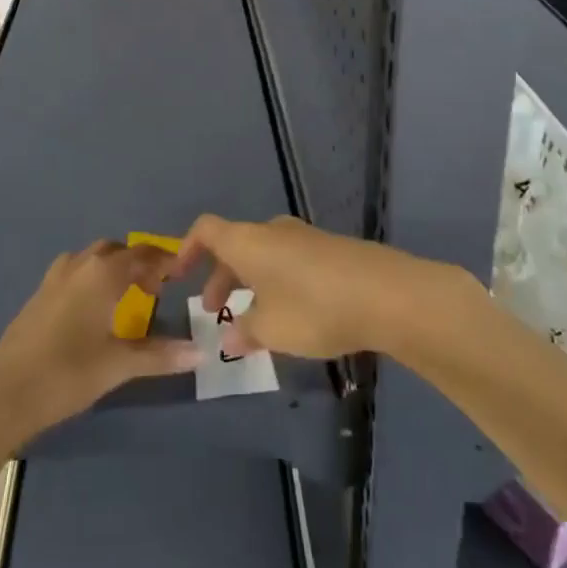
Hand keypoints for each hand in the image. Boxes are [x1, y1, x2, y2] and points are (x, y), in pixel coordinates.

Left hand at [0, 241, 201, 441]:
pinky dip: (91, 278)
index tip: (181, 273)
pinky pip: (74, 272)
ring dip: (112, 267)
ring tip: (125, 295)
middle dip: (138, 262)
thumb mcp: (118, 365)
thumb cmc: (67, 374)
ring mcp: (55, 277)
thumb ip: (160, 355)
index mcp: (103, 273)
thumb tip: (201, 352)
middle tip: (155, 288)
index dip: (164, 261)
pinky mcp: (38, 294)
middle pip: (116, 250)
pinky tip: (92, 309)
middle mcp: (80, 265)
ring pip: (91, 258)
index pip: (143, 254)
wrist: (4, 394)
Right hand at [170, 214, 472, 360]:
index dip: (188, 248)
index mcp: (248, 241)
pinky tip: (293, 315)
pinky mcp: (330, 250)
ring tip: (255, 321)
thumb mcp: (271, 329)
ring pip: (264, 254)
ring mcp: (304, 238)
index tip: (179, 276)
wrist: (386, 293)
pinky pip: (290, 261)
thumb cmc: (314, 308)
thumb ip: (246, 332)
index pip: (206, 229)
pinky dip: (278, 282)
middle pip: (235, 245)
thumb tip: (228, 338)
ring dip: (251, 282)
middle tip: (217, 312)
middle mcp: (272, 231)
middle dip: (222, 277)